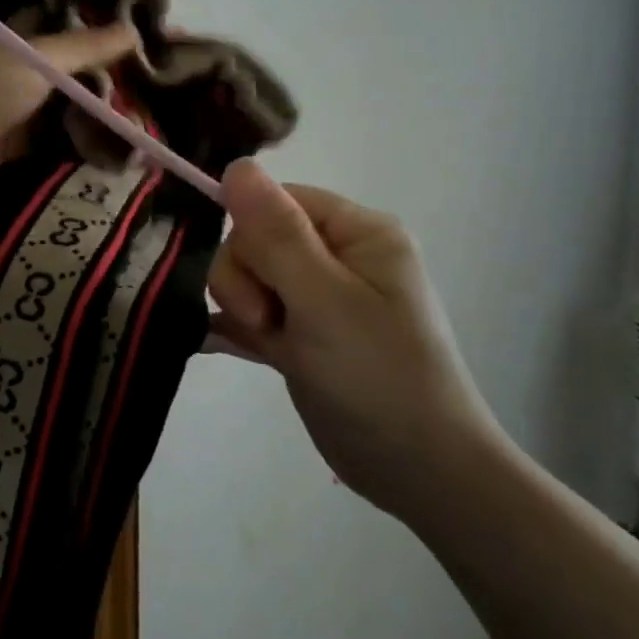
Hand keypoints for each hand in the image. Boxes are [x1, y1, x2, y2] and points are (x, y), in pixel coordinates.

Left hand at [0, 23, 139, 186]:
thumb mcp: (41, 57)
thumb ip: (87, 46)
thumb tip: (136, 32)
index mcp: (32, 33)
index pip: (79, 23)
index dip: (111, 27)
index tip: (153, 34)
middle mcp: (33, 66)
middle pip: (84, 69)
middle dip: (117, 76)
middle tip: (164, 84)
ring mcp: (30, 105)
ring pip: (79, 105)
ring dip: (107, 113)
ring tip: (154, 116)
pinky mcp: (27, 142)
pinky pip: (67, 138)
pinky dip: (90, 142)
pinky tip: (125, 146)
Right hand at [206, 161, 504, 518]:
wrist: (419, 473)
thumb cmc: (377, 376)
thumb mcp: (323, 299)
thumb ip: (276, 233)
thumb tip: (237, 165)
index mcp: (357, 232)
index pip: (277, 201)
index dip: (252, 236)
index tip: (261, 289)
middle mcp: (338, 257)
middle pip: (256, 239)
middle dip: (247, 281)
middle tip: (269, 323)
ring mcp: (318, 298)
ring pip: (248, 277)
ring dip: (243, 308)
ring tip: (270, 344)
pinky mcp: (302, 336)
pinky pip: (252, 314)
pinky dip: (236, 329)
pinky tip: (219, 344)